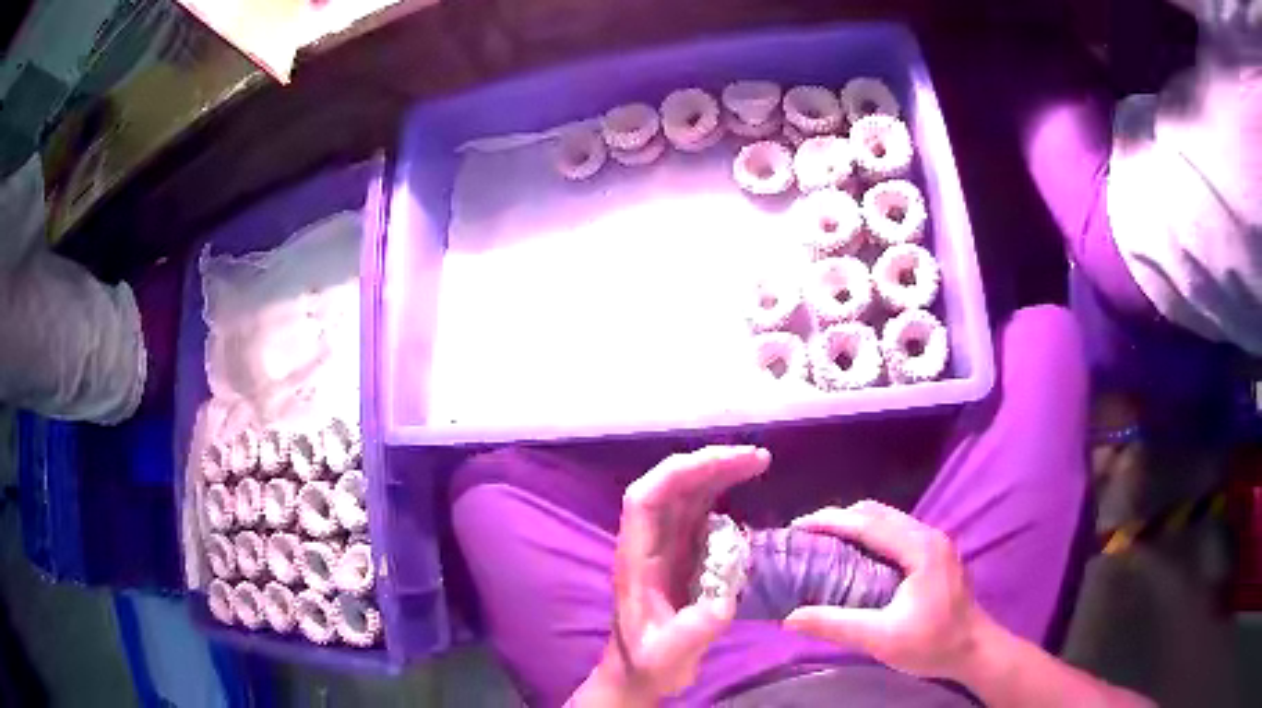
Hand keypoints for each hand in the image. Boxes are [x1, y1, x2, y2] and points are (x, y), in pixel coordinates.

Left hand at [585, 446, 769, 704]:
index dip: (678, 474)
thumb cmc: (648, 664)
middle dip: (709, 464)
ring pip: (686, 496)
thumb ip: (691, 633)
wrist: (640, 673)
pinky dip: (721, 495)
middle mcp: (649, 544)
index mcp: (636, 560)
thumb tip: (722, 602)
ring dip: (718, 473)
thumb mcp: (668, 656)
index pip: (645, 500)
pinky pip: (700, 514)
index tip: (723, 463)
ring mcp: (666, 547)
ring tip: (757, 462)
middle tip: (756, 458)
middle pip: (670, 488)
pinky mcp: (683, 555)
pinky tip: (744, 493)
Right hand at [783, 500, 990, 680]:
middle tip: (806, 537)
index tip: (797, 527)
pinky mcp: (934, 554)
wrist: (975, 650)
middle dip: (839, 519)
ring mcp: (934, 543)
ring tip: (824, 543)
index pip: (868, 524)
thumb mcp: (881, 639)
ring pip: (887, 520)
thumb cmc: (932, 644)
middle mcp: (928, 535)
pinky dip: (869, 536)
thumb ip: (835, 625)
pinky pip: (895, 533)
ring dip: (854, 526)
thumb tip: (789, 617)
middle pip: (877, 513)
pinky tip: (854, 557)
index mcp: (920, 548)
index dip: (830, 522)